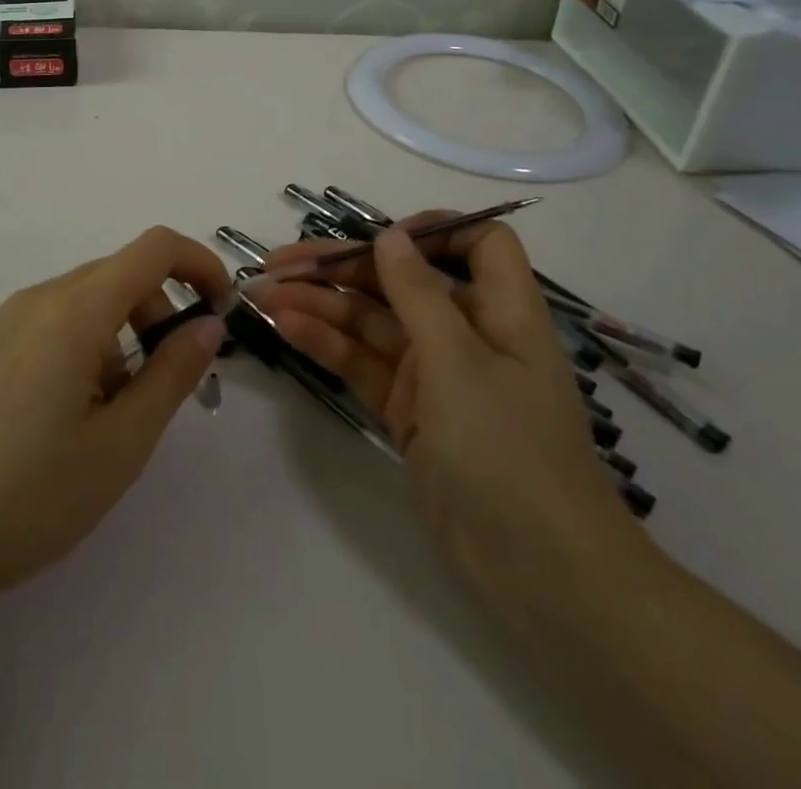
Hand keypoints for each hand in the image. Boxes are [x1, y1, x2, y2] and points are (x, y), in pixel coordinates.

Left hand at [0, 227, 228, 603]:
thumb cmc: (31, 496)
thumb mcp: (121, 442)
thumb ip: (173, 372)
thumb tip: (208, 324)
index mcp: (74, 310)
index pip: (154, 248)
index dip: (200, 264)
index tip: (221, 312)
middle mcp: (40, 297)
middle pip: (122, 273)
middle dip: (162, 311)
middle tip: (173, 381)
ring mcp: (9, 319)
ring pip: (90, 298)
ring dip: (125, 333)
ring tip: (119, 411)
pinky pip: (58, 320)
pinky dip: (90, 344)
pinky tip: (76, 412)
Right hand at [256, 216, 651, 606]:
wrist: (537, 570)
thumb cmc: (509, 447)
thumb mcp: (460, 360)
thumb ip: (417, 293)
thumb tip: (389, 234)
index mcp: (500, 309)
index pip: (477, 244)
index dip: (431, 230)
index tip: (378, 236)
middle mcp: (466, 331)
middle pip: (399, 280)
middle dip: (341, 268)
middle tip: (278, 263)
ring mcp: (434, 373)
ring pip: (370, 322)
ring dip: (320, 305)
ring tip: (263, 295)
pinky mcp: (408, 409)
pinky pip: (362, 364)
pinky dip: (326, 345)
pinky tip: (285, 328)